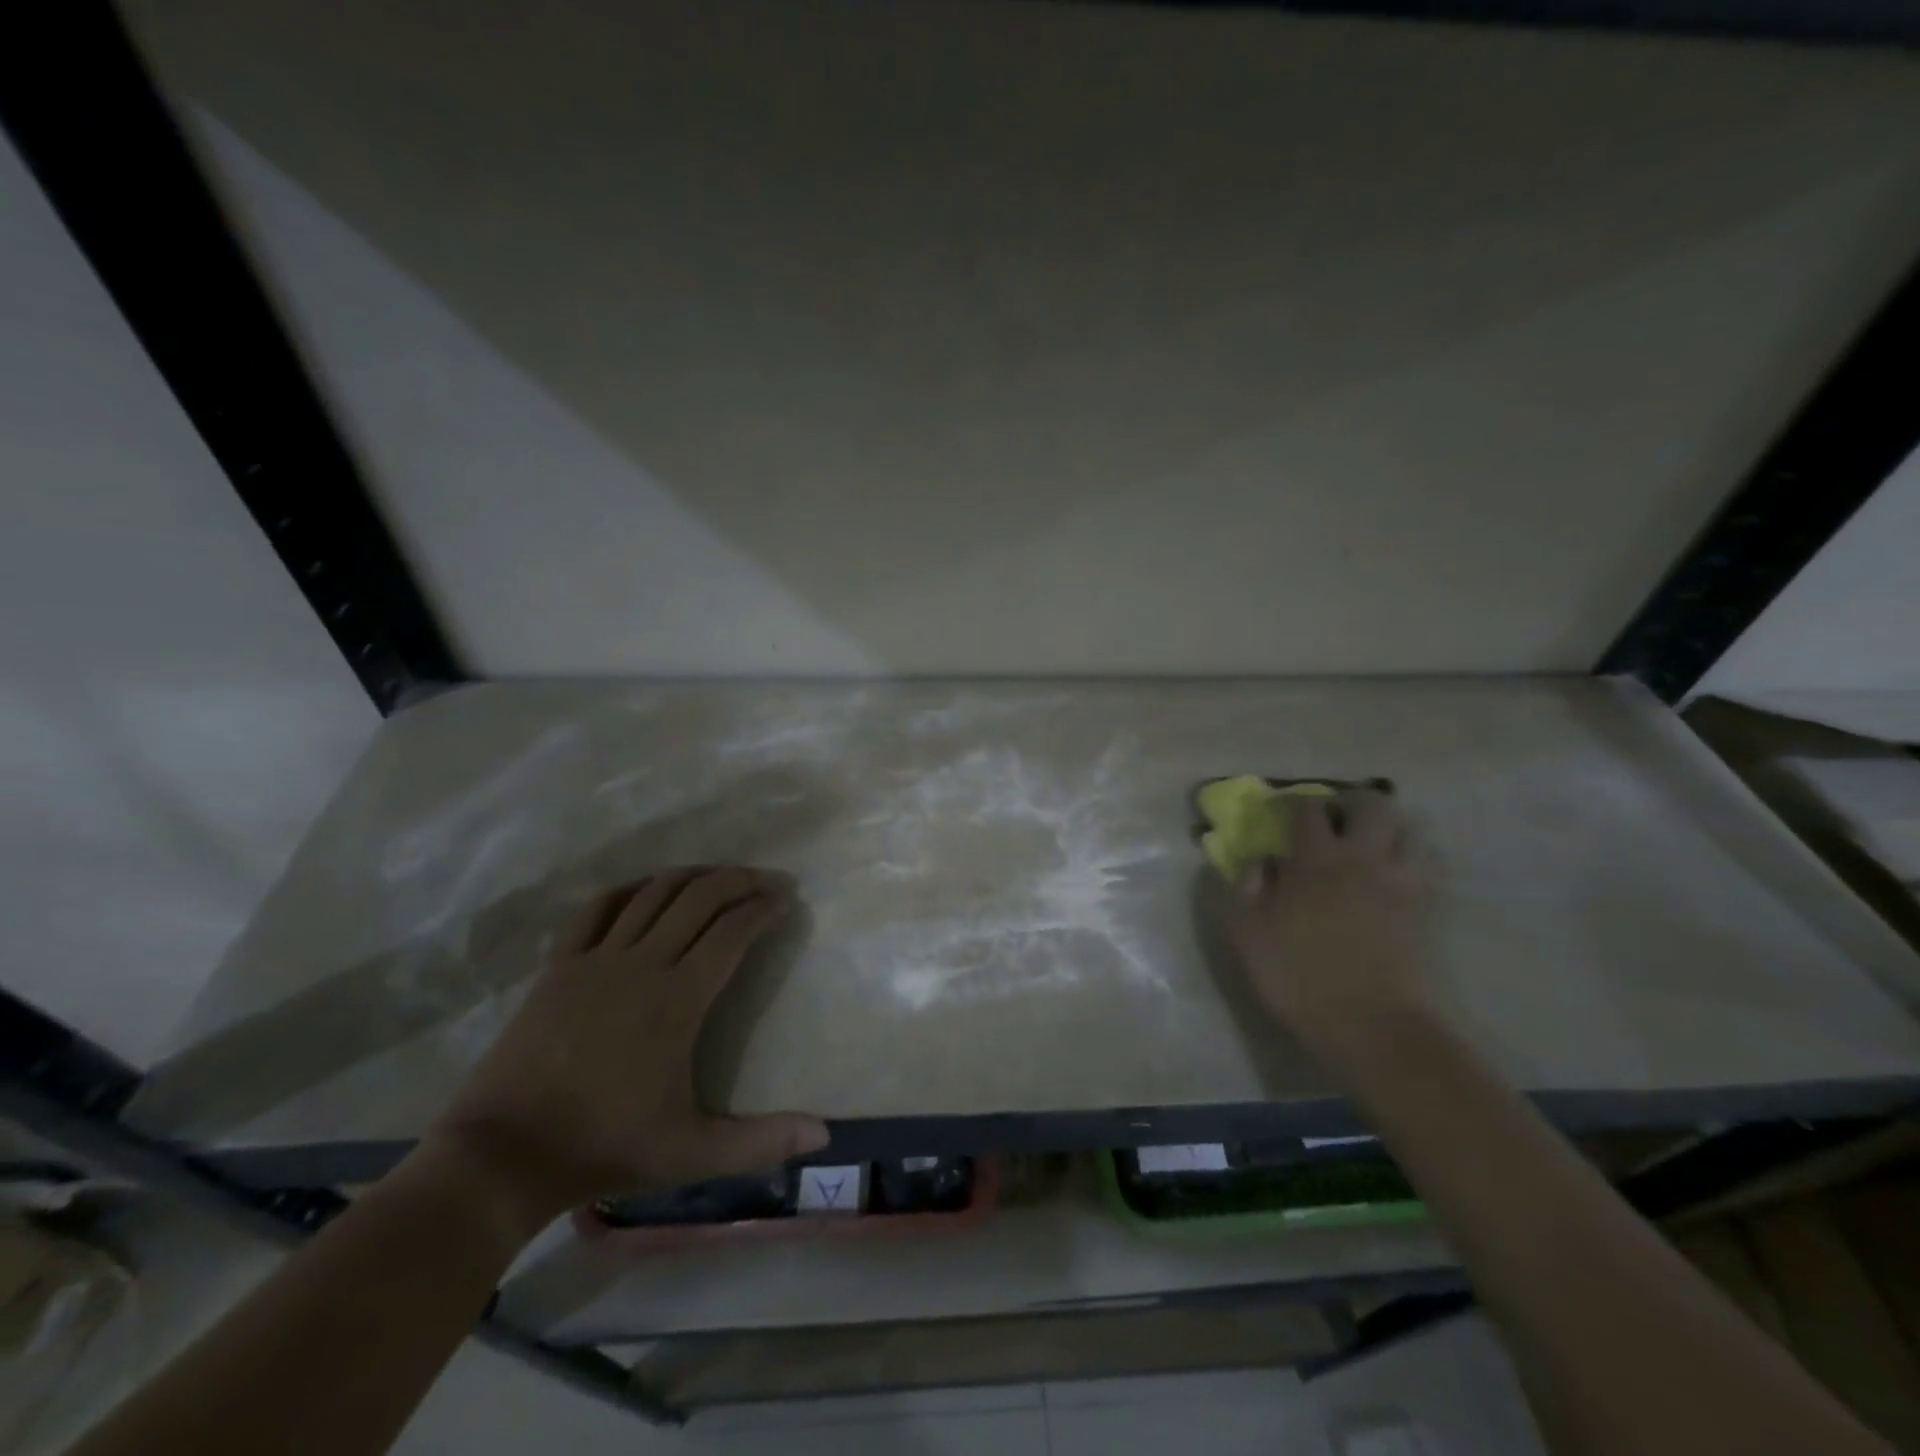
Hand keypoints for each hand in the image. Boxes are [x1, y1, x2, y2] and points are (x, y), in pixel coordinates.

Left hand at [420, 867, 829, 1231]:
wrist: (503, 1156)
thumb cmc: (604, 1148)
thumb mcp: (691, 1153)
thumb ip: (761, 1142)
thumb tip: (826, 1135)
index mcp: (678, 1000)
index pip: (733, 932)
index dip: (763, 907)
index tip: (785, 898)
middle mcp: (643, 964)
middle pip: (700, 898)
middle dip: (739, 880)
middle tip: (765, 880)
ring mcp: (596, 959)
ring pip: (654, 893)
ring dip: (693, 876)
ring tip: (718, 877)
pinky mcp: (559, 965)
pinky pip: (598, 909)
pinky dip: (630, 889)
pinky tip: (647, 890)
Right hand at [1227, 789, 1437, 1055]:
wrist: (1371, 1026)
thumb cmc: (1299, 975)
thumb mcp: (1247, 933)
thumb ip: (1242, 888)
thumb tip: (1256, 860)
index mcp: (1315, 859)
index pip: (1309, 808)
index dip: (1292, 803)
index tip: (1279, 812)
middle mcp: (1363, 859)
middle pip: (1372, 804)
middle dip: (1350, 801)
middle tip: (1331, 818)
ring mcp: (1401, 883)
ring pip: (1409, 830)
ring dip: (1386, 828)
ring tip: (1366, 845)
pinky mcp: (1425, 910)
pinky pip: (1424, 866)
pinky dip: (1408, 859)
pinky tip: (1390, 876)